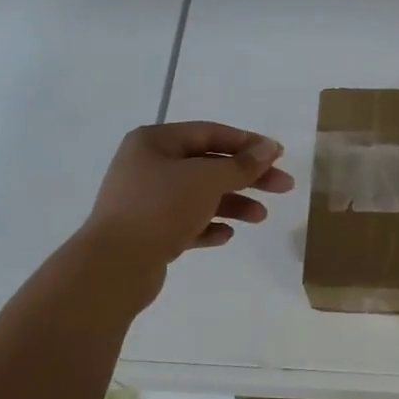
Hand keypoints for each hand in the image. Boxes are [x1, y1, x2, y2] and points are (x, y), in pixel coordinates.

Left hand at [82, 121, 295, 270]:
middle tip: (284, 187)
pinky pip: (185, 223)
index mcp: (154, 142)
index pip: (210, 133)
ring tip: (261, 218)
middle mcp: (147, 166)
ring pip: (199, 196)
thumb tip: (270, 148)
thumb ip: (242, 164)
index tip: (279, 155)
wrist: (115, 265)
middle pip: (208, 165)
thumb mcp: (207, 179)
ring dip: (233, 204)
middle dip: (247, 177)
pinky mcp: (148, 232)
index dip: (247, 143)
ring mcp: (145, 200)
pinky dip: (208, 226)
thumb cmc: (161, 208)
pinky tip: (226, 235)